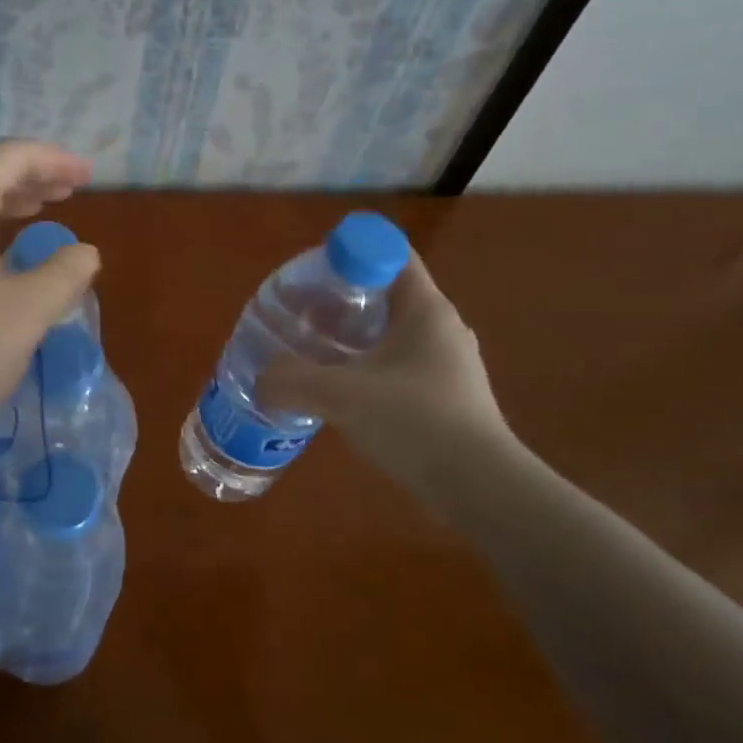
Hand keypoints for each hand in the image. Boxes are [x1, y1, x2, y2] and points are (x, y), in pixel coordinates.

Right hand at [259, 255, 510, 484]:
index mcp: (425, 308)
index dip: (348, 254)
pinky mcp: (446, 396)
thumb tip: (262, 381)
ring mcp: (447, 364)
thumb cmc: (415, 423)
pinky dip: (366, 367)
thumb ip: (292, 381)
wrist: (480, 489)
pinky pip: (397, 365)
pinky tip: (341, 392)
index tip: (312, 276)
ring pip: (390, 333)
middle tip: (301, 314)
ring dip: (352, 337)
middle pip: (385, 292)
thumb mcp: (341, 396)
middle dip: (340, 299)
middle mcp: (440, 328)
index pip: (389, 253)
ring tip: (313, 352)